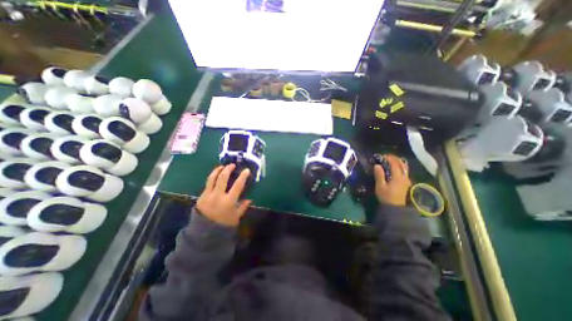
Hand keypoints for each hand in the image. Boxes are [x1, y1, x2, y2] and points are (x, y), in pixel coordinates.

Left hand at [196, 164, 250, 225]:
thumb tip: (249, 199)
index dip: (243, 176)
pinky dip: (212, 178)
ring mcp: (208, 195)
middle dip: (228, 169)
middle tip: (232, 165)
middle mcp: (218, 196)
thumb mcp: (236, 216)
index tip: (246, 170)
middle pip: (222, 178)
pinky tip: (216, 176)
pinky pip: (207, 184)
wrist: (204, 233)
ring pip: (212, 178)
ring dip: (217, 170)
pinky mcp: (201, 196)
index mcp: (228, 201)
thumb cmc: (223, 225)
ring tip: (222, 166)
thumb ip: (243, 206)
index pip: (237, 185)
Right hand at [376, 154, 410, 205]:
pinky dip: (400, 166)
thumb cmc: (386, 196)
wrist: (394, 207)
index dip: (389, 158)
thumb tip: (377, 165)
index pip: (394, 164)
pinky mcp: (406, 183)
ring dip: (398, 162)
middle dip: (395, 158)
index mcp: (397, 177)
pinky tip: (395, 168)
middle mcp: (404, 177)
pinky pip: (405, 171)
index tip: (382, 155)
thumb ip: (379, 175)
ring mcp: (406, 180)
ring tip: (391, 160)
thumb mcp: (380, 186)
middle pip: (402, 164)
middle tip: (387, 156)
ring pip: (405, 167)